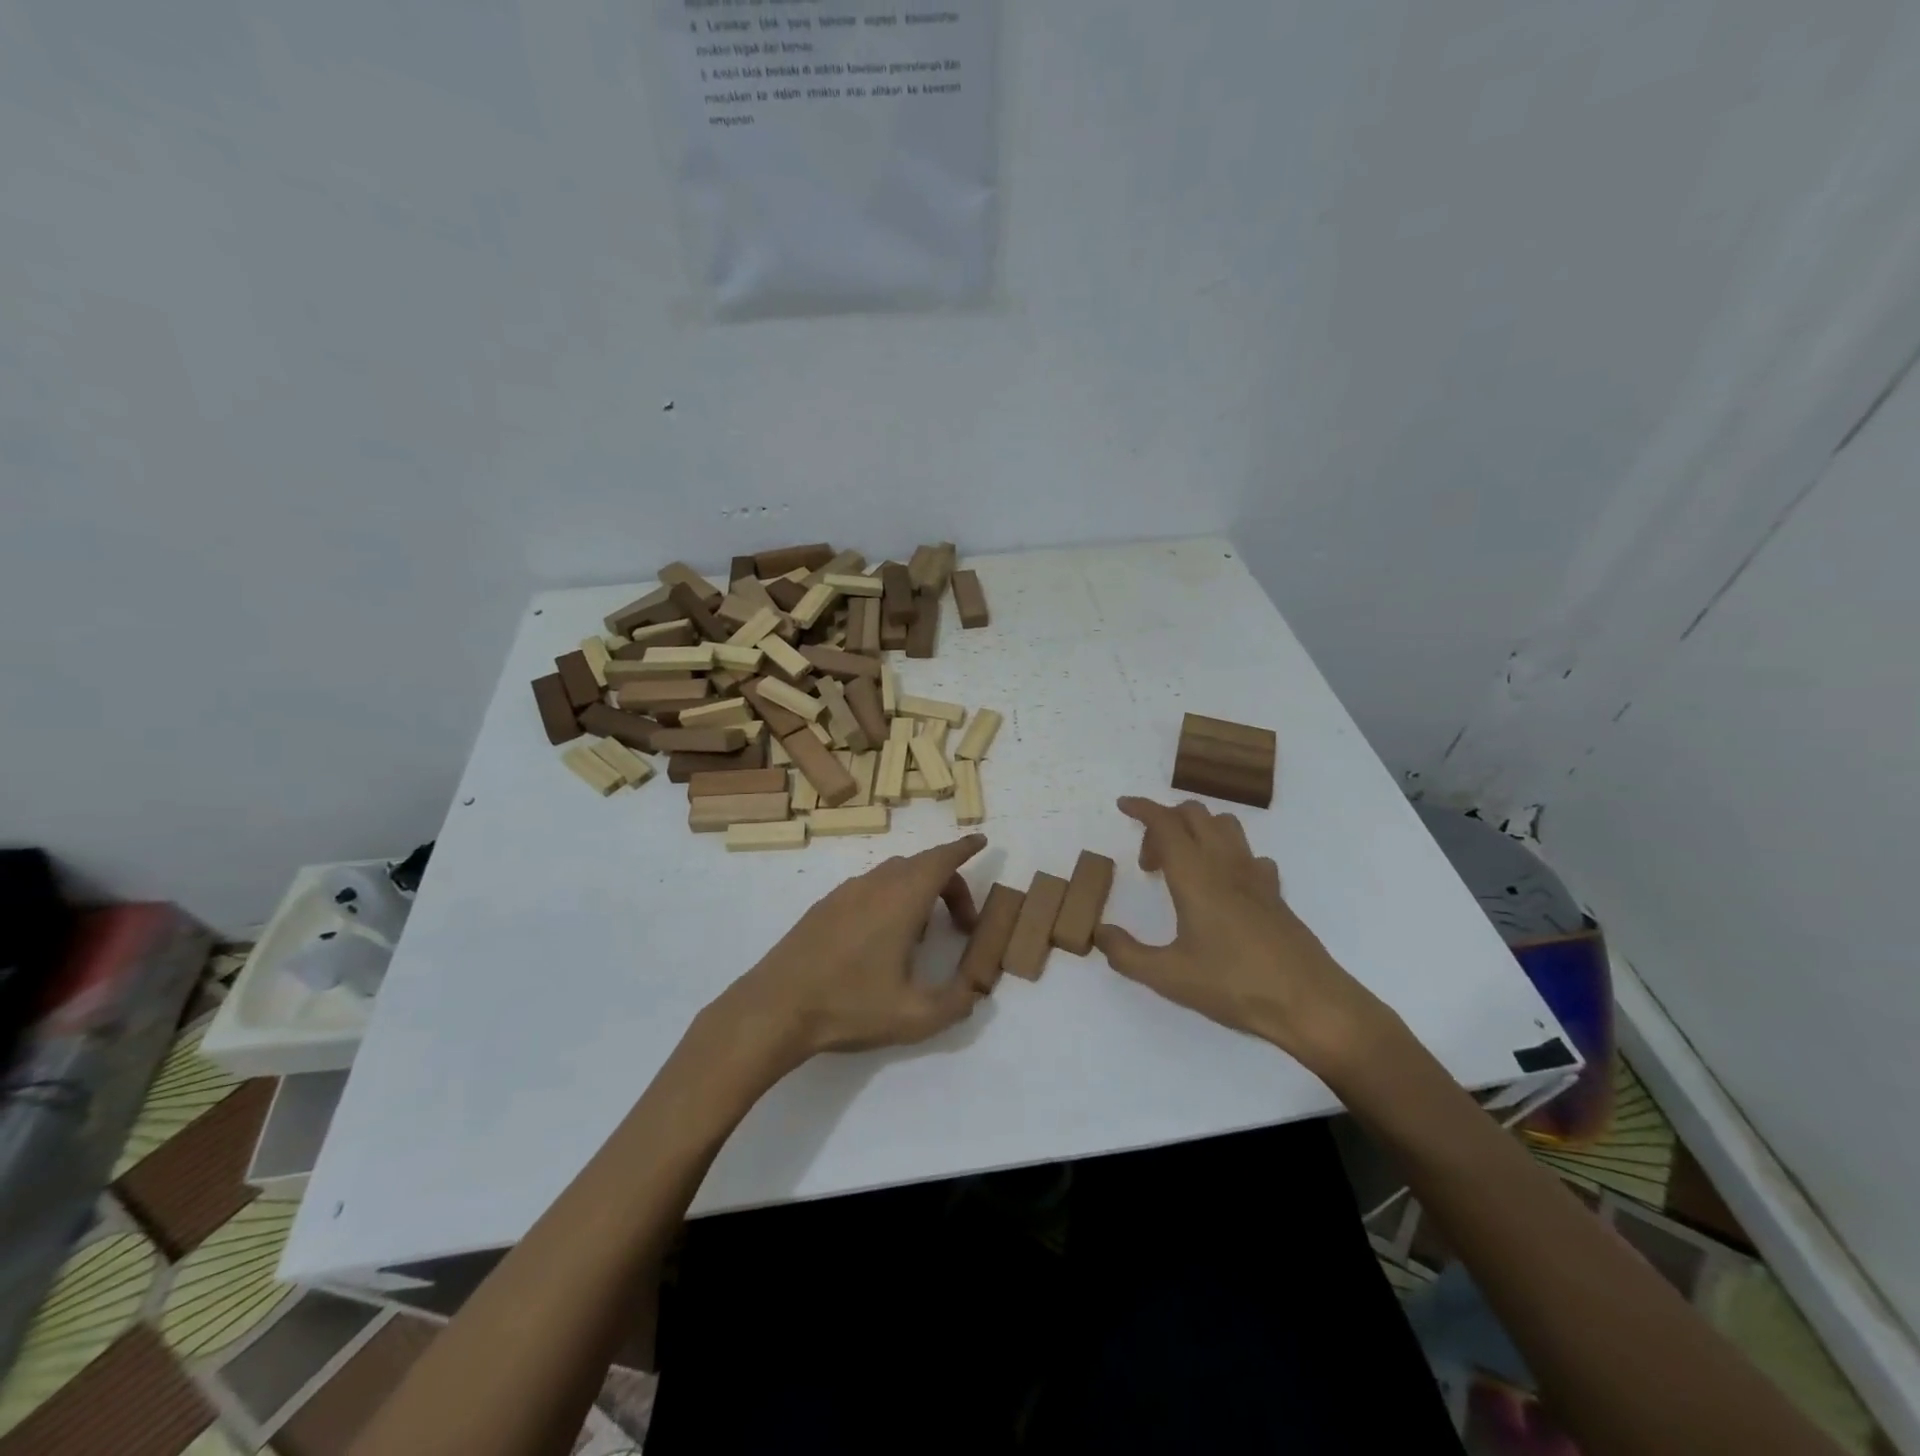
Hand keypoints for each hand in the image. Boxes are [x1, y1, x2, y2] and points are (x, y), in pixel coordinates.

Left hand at [722, 834, 988, 1060]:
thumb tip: (975, 993)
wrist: (774, 1008)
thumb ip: (956, 1003)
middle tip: (963, 923)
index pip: (942, 859)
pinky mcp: (824, 906)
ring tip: (923, 935)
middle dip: (949, 883)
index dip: (965, 849)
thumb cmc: (849, 1006)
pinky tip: (882, 941)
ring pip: (893, 874)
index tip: (982, 842)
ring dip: (918, 891)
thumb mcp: (914, 1017)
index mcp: (902, 899)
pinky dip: (890, 898)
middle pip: (921, 865)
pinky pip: (869, 887)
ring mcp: (845, 892)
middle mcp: (875, 884)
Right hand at [1095, 797, 1393, 1074]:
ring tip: (1182, 866)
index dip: (1142, 808)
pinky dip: (1227, 854)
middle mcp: (1225, 864)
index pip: (1165, 822)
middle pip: (1194, 814)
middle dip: (1164, 822)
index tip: (1123, 806)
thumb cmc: (1235, 985)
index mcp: (1195, 875)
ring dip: (1197, 830)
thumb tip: (1100, 933)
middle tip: (1149, 862)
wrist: (1310, 1003)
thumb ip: (1127, 954)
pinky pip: (1247, 854)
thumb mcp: (1169, 977)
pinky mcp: (1275, 893)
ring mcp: (1255, 876)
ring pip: (1224, 825)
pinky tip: (1222, 886)